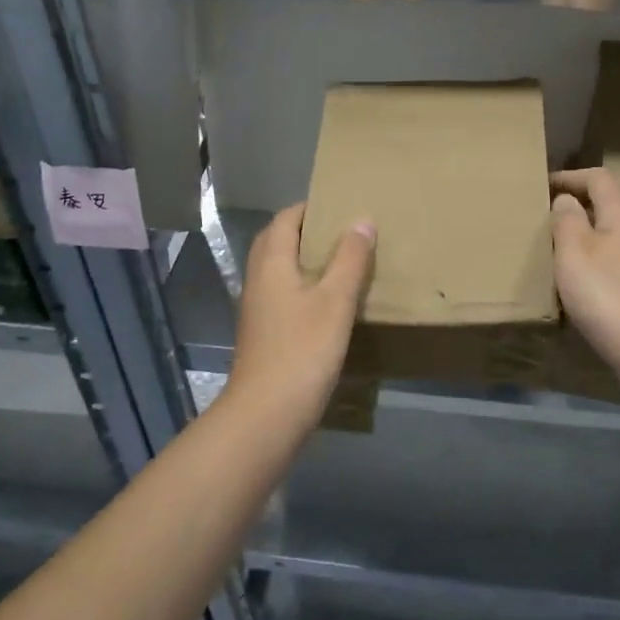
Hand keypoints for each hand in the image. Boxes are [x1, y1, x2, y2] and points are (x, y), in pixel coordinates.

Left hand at [225, 204, 374, 422]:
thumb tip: (362, 219)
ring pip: (280, 268)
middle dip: (308, 230)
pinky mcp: (264, 332)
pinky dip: (304, 285)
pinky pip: (283, 292)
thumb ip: (349, 258)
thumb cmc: (302, 350)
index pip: (286, 218)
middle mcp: (258, 278)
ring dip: (306, 258)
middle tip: (344, 231)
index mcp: (272, 262)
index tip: (342, 205)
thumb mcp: (335, 300)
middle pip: (278, 240)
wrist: (266, 414)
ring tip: (343, 261)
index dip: (311, 207)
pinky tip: (329, 301)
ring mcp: (258, 307)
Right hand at [551, 168, 619, 372]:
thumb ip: (567, 221)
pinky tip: (575, 295)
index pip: (600, 179)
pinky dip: (591, 273)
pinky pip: (613, 272)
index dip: (570, 177)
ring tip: (552, 258)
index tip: (542, 187)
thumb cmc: (609, 294)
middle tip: (542, 224)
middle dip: (574, 211)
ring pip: (609, 243)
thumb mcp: (575, 251)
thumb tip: (566, 199)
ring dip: (582, 244)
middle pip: (607, 210)